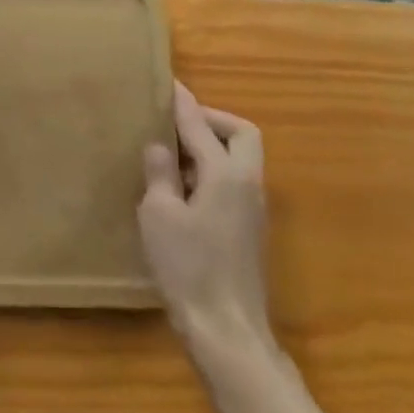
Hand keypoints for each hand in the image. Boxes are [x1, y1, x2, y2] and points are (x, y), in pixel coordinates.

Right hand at [139, 82, 275, 365]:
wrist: (227, 329)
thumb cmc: (188, 267)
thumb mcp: (160, 214)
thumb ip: (161, 173)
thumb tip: (161, 145)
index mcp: (226, 174)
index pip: (202, 125)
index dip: (183, 103)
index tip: (168, 83)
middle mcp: (248, 184)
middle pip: (241, 134)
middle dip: (211, 121)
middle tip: (176, 125)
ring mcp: (253, 209)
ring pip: (240, 159)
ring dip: (211, 148)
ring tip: (171, 156)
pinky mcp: (249, 229)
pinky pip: (233, 182)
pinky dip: (211, 172)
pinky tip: (181, 190)